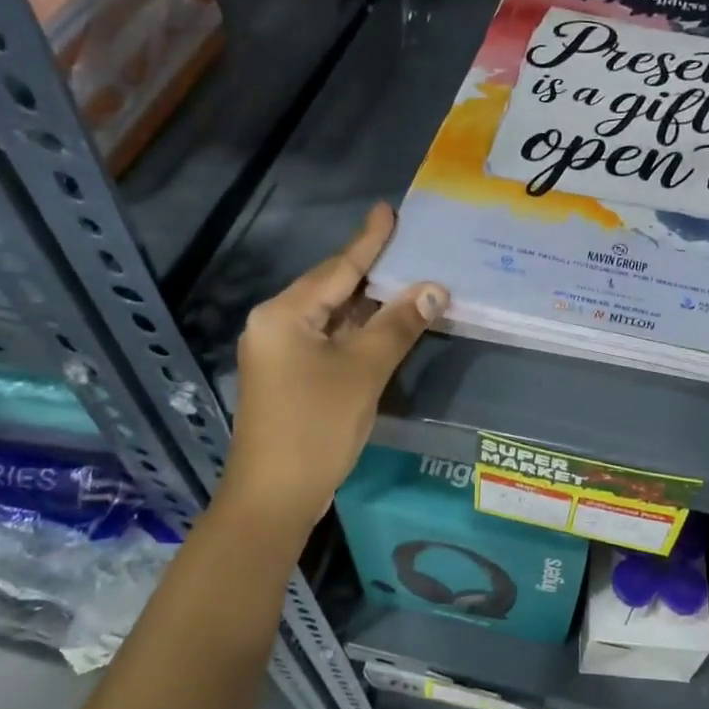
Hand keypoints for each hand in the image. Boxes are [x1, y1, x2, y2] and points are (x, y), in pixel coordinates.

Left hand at [222, 204, 446, 535]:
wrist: (273, 498)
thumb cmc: (316, 427)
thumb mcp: (363, 371)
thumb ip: (398, 325)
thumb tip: (435, 289)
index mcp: (284, 314)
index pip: (337, 268)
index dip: (368, 240)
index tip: (388, 210)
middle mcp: (275, 325)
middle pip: (331, 289)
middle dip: (372, 271)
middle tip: (408, 245)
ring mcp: (279, 352)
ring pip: (331, 317)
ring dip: (368, 305)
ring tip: (406, 279)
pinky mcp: (288, 377)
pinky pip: (327, 340)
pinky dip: (356, 332)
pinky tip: (384, 325)